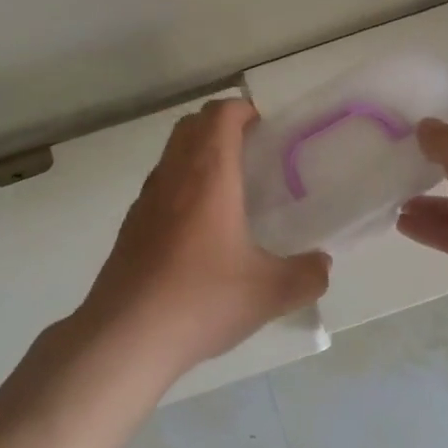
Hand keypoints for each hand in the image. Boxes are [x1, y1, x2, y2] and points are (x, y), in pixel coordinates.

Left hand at [76, 99, 330, 378]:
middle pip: (192, 125)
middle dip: (221, 126)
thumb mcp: (270, 293)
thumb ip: (307, 275)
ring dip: (198, 154)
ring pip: (172, 154)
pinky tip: (199, 231)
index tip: (266, 130)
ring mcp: (145, 200)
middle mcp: (173, 176)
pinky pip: (160, 186)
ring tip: (229, 190)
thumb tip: (322, 265)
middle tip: (252, 154)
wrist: (125, 337)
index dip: (243, 110)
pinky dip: (181, 186)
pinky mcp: (130, 226)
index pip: (220, 114)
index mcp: (208, 175)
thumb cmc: (201, 300)